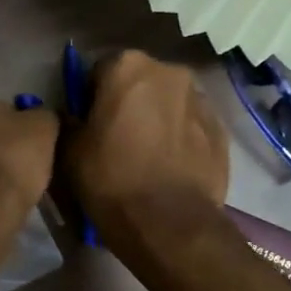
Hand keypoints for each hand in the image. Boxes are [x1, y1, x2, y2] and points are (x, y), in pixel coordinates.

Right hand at [62, 51, 228, 240]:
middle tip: (116, 139)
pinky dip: (179, 137)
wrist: (169, 223)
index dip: (90, 97)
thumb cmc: (111, 179)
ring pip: (168, 101)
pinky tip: (168, 167)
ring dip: (156, 117)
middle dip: (128, 102)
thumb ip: (68, 121)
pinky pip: (190, 125)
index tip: (88, 123)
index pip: (99, 70)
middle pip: (139, 81)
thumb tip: (74, 116)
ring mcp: (200, 99)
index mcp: (127, 66)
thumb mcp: (69, 150)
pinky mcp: (221, 129)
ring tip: (145, 155)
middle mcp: (168, 71)